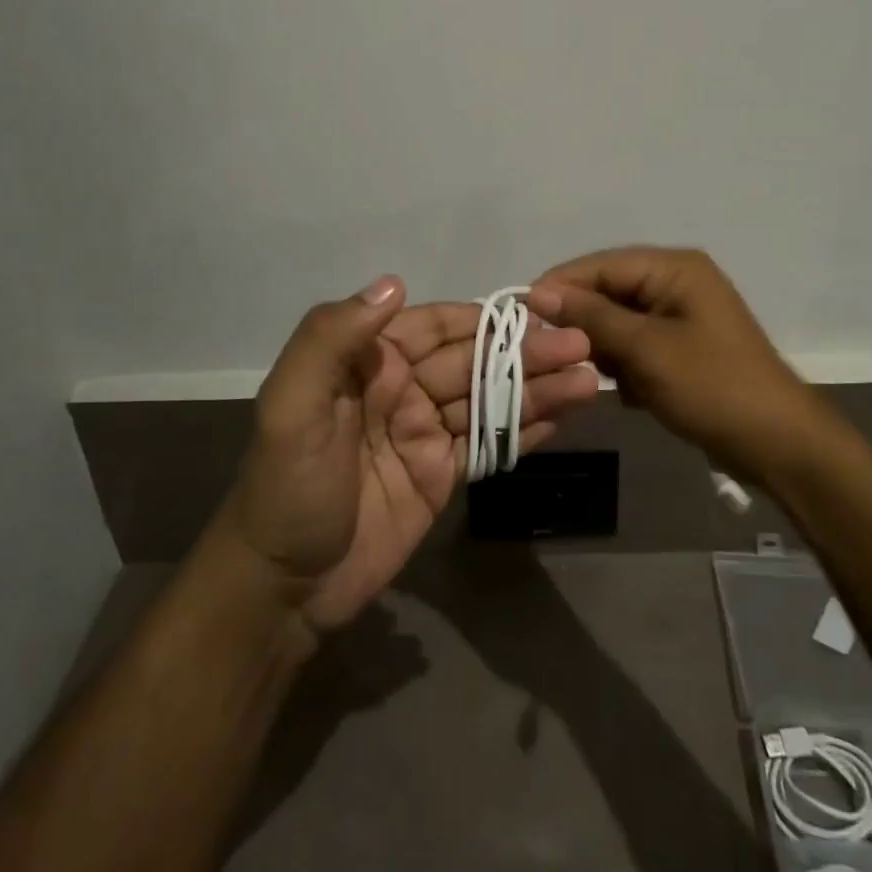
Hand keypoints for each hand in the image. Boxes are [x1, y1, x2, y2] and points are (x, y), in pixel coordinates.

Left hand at [226, 277, 598, 631]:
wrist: (282, 587)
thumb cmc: (287, 487)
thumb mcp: (291, 406)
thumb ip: (333, 338)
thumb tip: (395, 283)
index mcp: (370, 362)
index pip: (438, 326)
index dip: (486, 317)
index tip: (538, 310)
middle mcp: (402, 389)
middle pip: (474, 361)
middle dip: (526, 351)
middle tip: (583, 345)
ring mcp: (425, 433)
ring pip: (489, 400)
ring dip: (537, 388)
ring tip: (589, 379)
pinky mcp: (441, 476)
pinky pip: (488, 445)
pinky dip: (525, 430)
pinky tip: (564, 416)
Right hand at [526, 247, 811, 477]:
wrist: (778, 444)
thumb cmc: (713, 387)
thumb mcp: (645, 349)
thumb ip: (591, 316)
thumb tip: (537, 292)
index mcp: (673, 268)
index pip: (599, 264)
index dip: (559, 286)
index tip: (520, 314)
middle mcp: (675, 281)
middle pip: (608, 291)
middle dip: (581, 322)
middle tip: (549, 352)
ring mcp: (679, 315)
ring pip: (618, 321)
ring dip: (602, 348)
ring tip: (589, 376)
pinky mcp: (680, 346)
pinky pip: (635, 344)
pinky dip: (623, 364)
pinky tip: (624, 391)